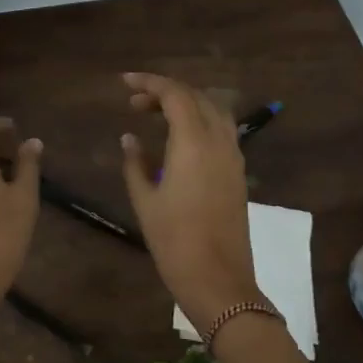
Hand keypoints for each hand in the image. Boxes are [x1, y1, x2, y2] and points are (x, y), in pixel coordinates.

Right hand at [118, 72, 258, 325]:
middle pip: (196, 98)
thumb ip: (135, 163)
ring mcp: (233, 157)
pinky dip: (199, 122)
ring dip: (186, 105)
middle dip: (165, 92)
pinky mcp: (237, 173)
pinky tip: (177, 139)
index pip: (175, 95)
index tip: (125, 83)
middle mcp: (218, 142)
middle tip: (135, 103)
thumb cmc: (174, 240)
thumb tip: (129, 138)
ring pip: (213, 112)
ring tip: (156, 115)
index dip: (150, 83)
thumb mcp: (145, 200)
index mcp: (193, 143)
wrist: (218, 279)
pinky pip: (221, 131)